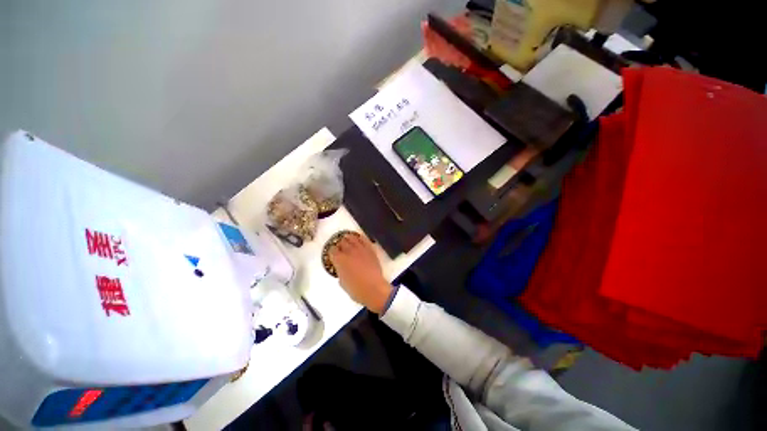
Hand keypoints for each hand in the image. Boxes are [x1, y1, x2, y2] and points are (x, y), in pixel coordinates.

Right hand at [329, 234, 391, 313]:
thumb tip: (341, 270)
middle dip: (340, 244)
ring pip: (352, 238)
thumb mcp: (343, 283)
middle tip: (340, 247)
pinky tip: (359, 238)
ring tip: (347, 238)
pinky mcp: (370, 249)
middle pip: (342, 242)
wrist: (374, 288)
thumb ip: (340, 273)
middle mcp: (349, 252)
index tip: (333, 253)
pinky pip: (364, 239)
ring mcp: (360, 249)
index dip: (332, 251)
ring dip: (349, 238)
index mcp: (339, 260)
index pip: (332, 250)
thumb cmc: (356, 290)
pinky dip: (360, 238)